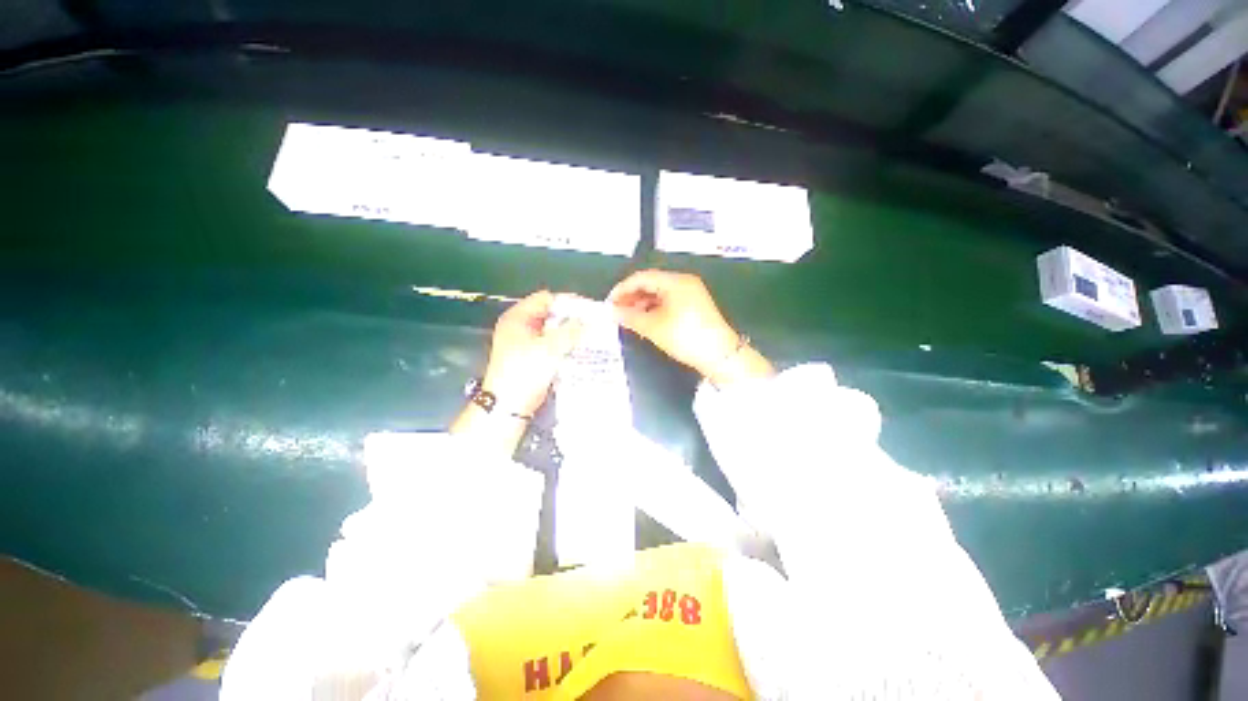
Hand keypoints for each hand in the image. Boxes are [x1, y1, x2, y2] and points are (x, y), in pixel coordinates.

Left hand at [481, 290, 583, 416]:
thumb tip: (589, 321)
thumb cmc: (524, 372)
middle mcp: (520, 326)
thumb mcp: (549, 348)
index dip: (567, 302)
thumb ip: (571, 332)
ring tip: (590, 334)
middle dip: (571, 318)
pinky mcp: (532, 356)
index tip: (587, 309)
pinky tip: (580, 348)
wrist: (509, 405)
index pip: (546, 299)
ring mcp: (526, 341)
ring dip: (569, 332)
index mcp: (518, 317)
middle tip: (591, 322)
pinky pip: (552, 343)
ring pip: (553, 329)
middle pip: (550, 313)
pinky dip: (565, 344)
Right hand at [608, 270, 741, 377]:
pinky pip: (668, 301)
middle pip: (651, 283)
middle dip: (632, 296)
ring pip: (659, 293)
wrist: (720, 355)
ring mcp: (691, 293)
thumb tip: (612, 312)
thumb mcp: (654, 328)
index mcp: (675, 281)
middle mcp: (684, 282)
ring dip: (642, 303)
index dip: (623, 288)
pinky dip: (654, 309)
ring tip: (628, 317)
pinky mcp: (694, 306)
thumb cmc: (685, 337)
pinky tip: (644, 320)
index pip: (642, 277)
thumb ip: (630, 317)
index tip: (609, 302)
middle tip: (616, 310)